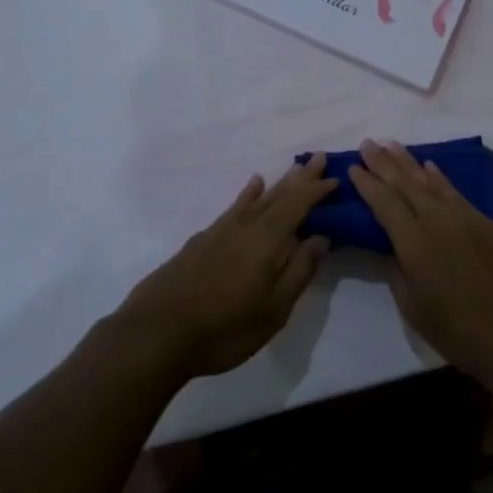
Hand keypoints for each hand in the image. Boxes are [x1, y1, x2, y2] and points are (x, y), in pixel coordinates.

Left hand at [116, 153, 336, 378]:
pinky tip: (252, 188)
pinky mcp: (202, 240)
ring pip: (256, 198)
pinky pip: (235, 206)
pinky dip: (247, 195)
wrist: (156, 333)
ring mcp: (220, 230)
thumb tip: (320, 237)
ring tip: (294, 168)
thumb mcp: (273, 310)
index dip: (317, 191)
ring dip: (278, 183)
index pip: (298, 204)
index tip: (336, 179)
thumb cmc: (224, 328)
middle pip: (278, 194)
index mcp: (267, 239)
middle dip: (301, 178)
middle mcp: (245, 225)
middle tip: (319, 159)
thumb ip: (299, 271)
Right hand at [348, 140, 492, 392]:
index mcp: (415, 243)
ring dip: (409, 162)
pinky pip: (454, 192)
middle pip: (405, 184)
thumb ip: (397, 270)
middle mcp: (438, 221)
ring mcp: (465, 217)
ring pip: (431, 181)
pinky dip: (439, 178)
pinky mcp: (487, 222)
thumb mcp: (413, 307)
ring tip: (392, 145)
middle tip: (367, 143)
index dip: (367, 184)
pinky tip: (430, 167)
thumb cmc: (458, 332)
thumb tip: (392, 246)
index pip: (384, 203)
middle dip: (383, 162)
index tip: (353, 166)